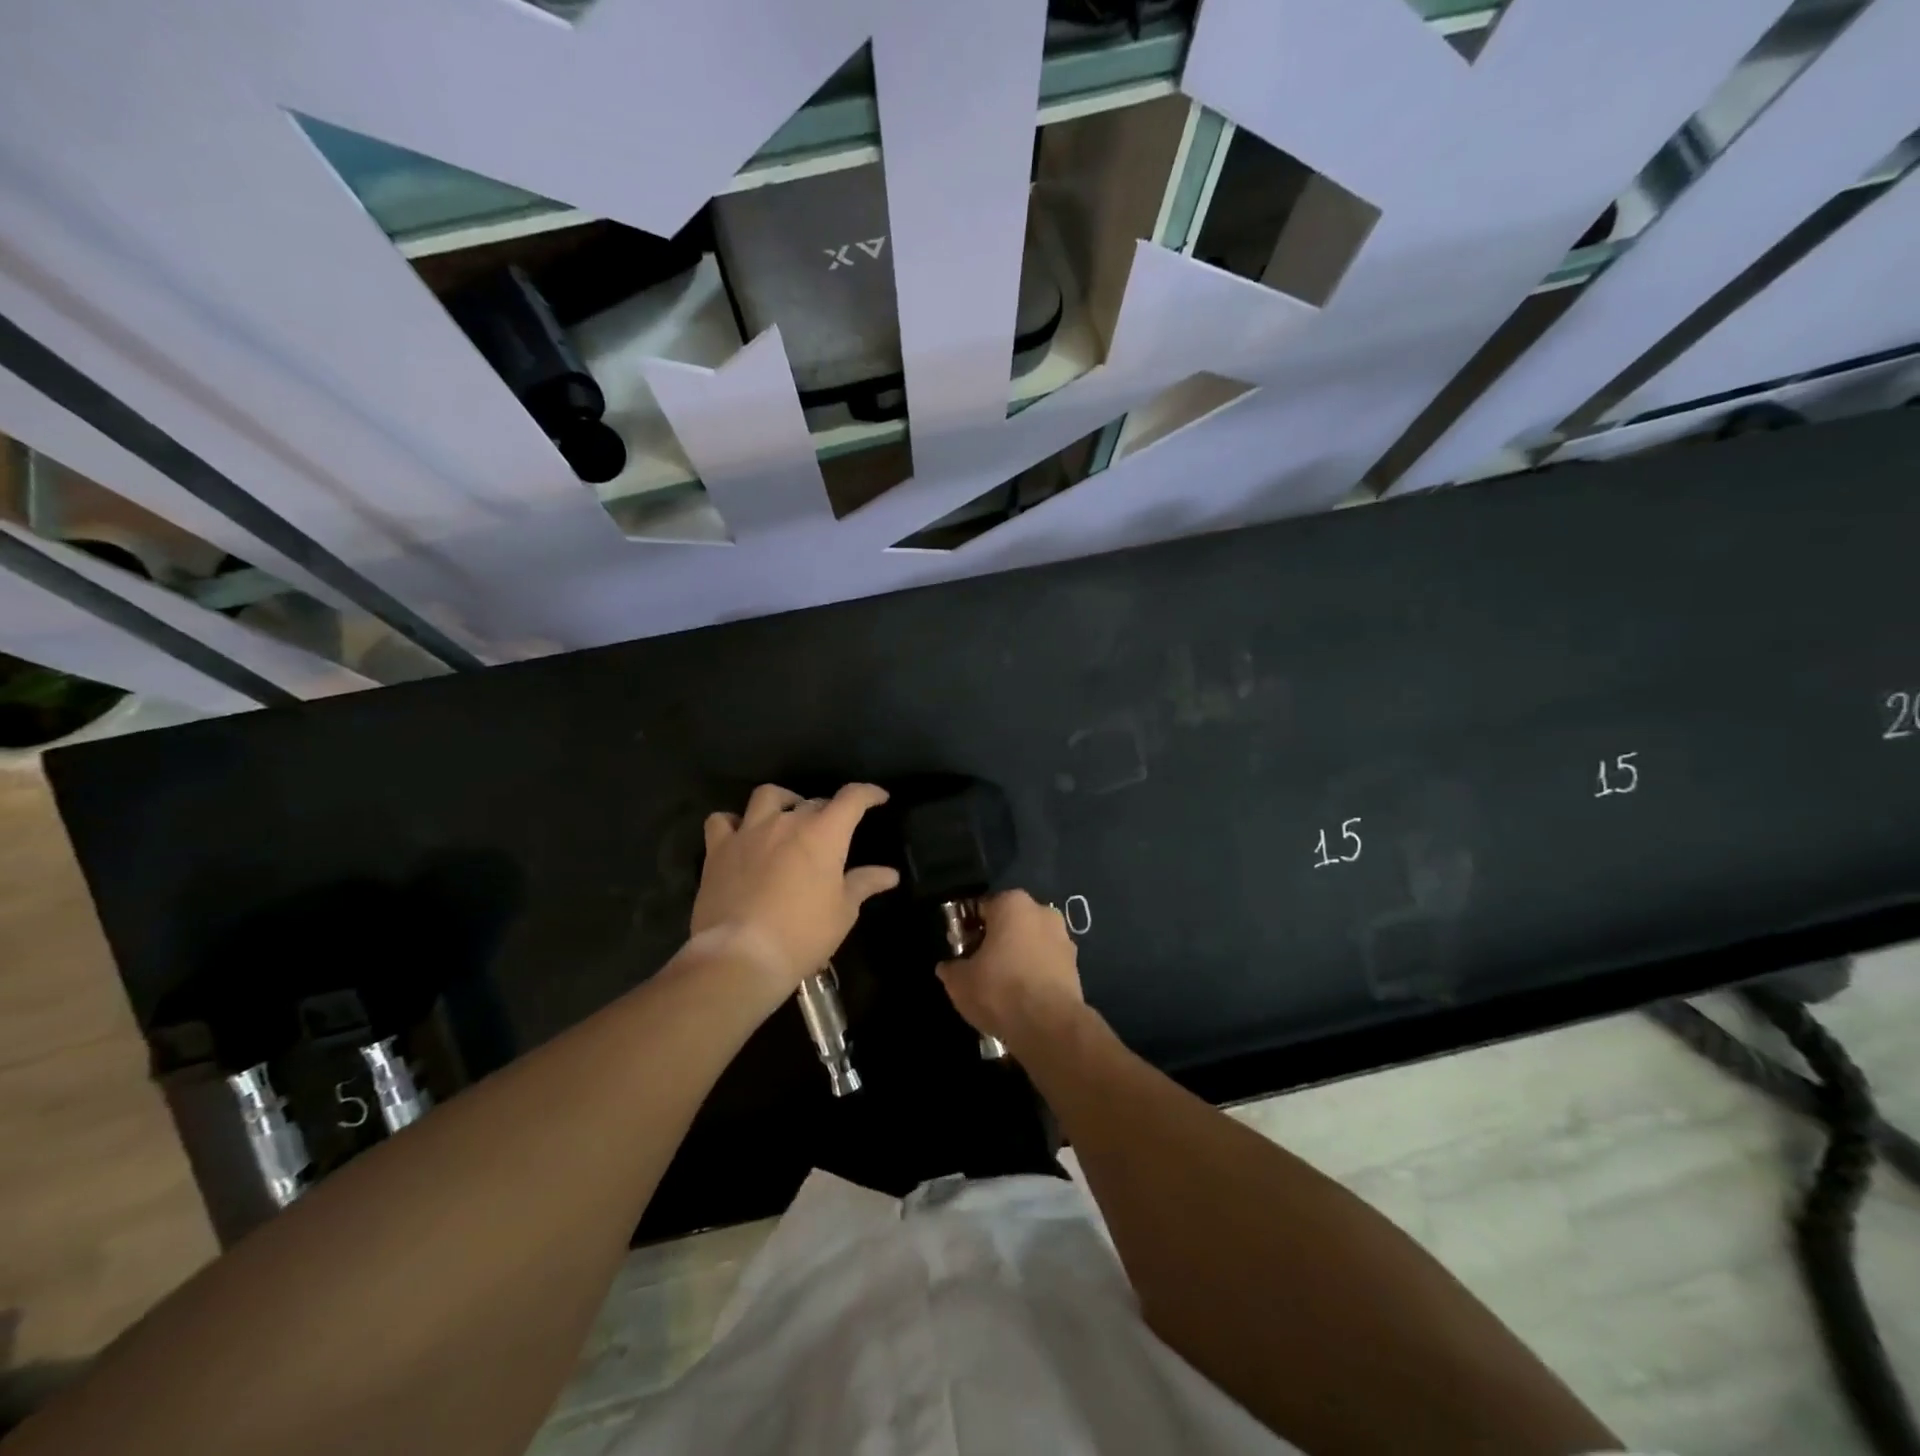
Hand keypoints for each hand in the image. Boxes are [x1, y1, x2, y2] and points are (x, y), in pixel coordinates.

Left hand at [691, 782, 898, 991]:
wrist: (741, 955)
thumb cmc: (802, 934)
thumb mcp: (843, 912)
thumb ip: (864, 884)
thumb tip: (889, 874)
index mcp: (824, 834)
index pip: (852, 798)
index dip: (868, 793)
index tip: (878, 797)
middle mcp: (787, 822)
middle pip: (813, 801)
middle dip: (827, 811)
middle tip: (832, 832)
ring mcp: (749, 832)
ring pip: (767, 796)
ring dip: (782, 801)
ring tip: (786, 817)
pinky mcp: (718, 849)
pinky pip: (722, 820)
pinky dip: (733, 822)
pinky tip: (740, 834)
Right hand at [937, 890, 1086, 1053]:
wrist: (1049, 1025)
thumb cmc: (999, 989)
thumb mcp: (959, 981)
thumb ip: (951, 968)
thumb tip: (947, 967)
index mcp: (1013, 903)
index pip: (982, 908)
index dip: (967, 928)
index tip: (960, 948)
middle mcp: (1042, 912)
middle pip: (1010, 923)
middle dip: (995, 940)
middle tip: (978, 966)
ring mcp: (1064, 939)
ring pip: (1031, 943)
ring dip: (1017, 957)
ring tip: (1001, 986)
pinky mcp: (1076, 966)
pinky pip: (1046, 964)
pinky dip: (1034, 974)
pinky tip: (1022, 997)